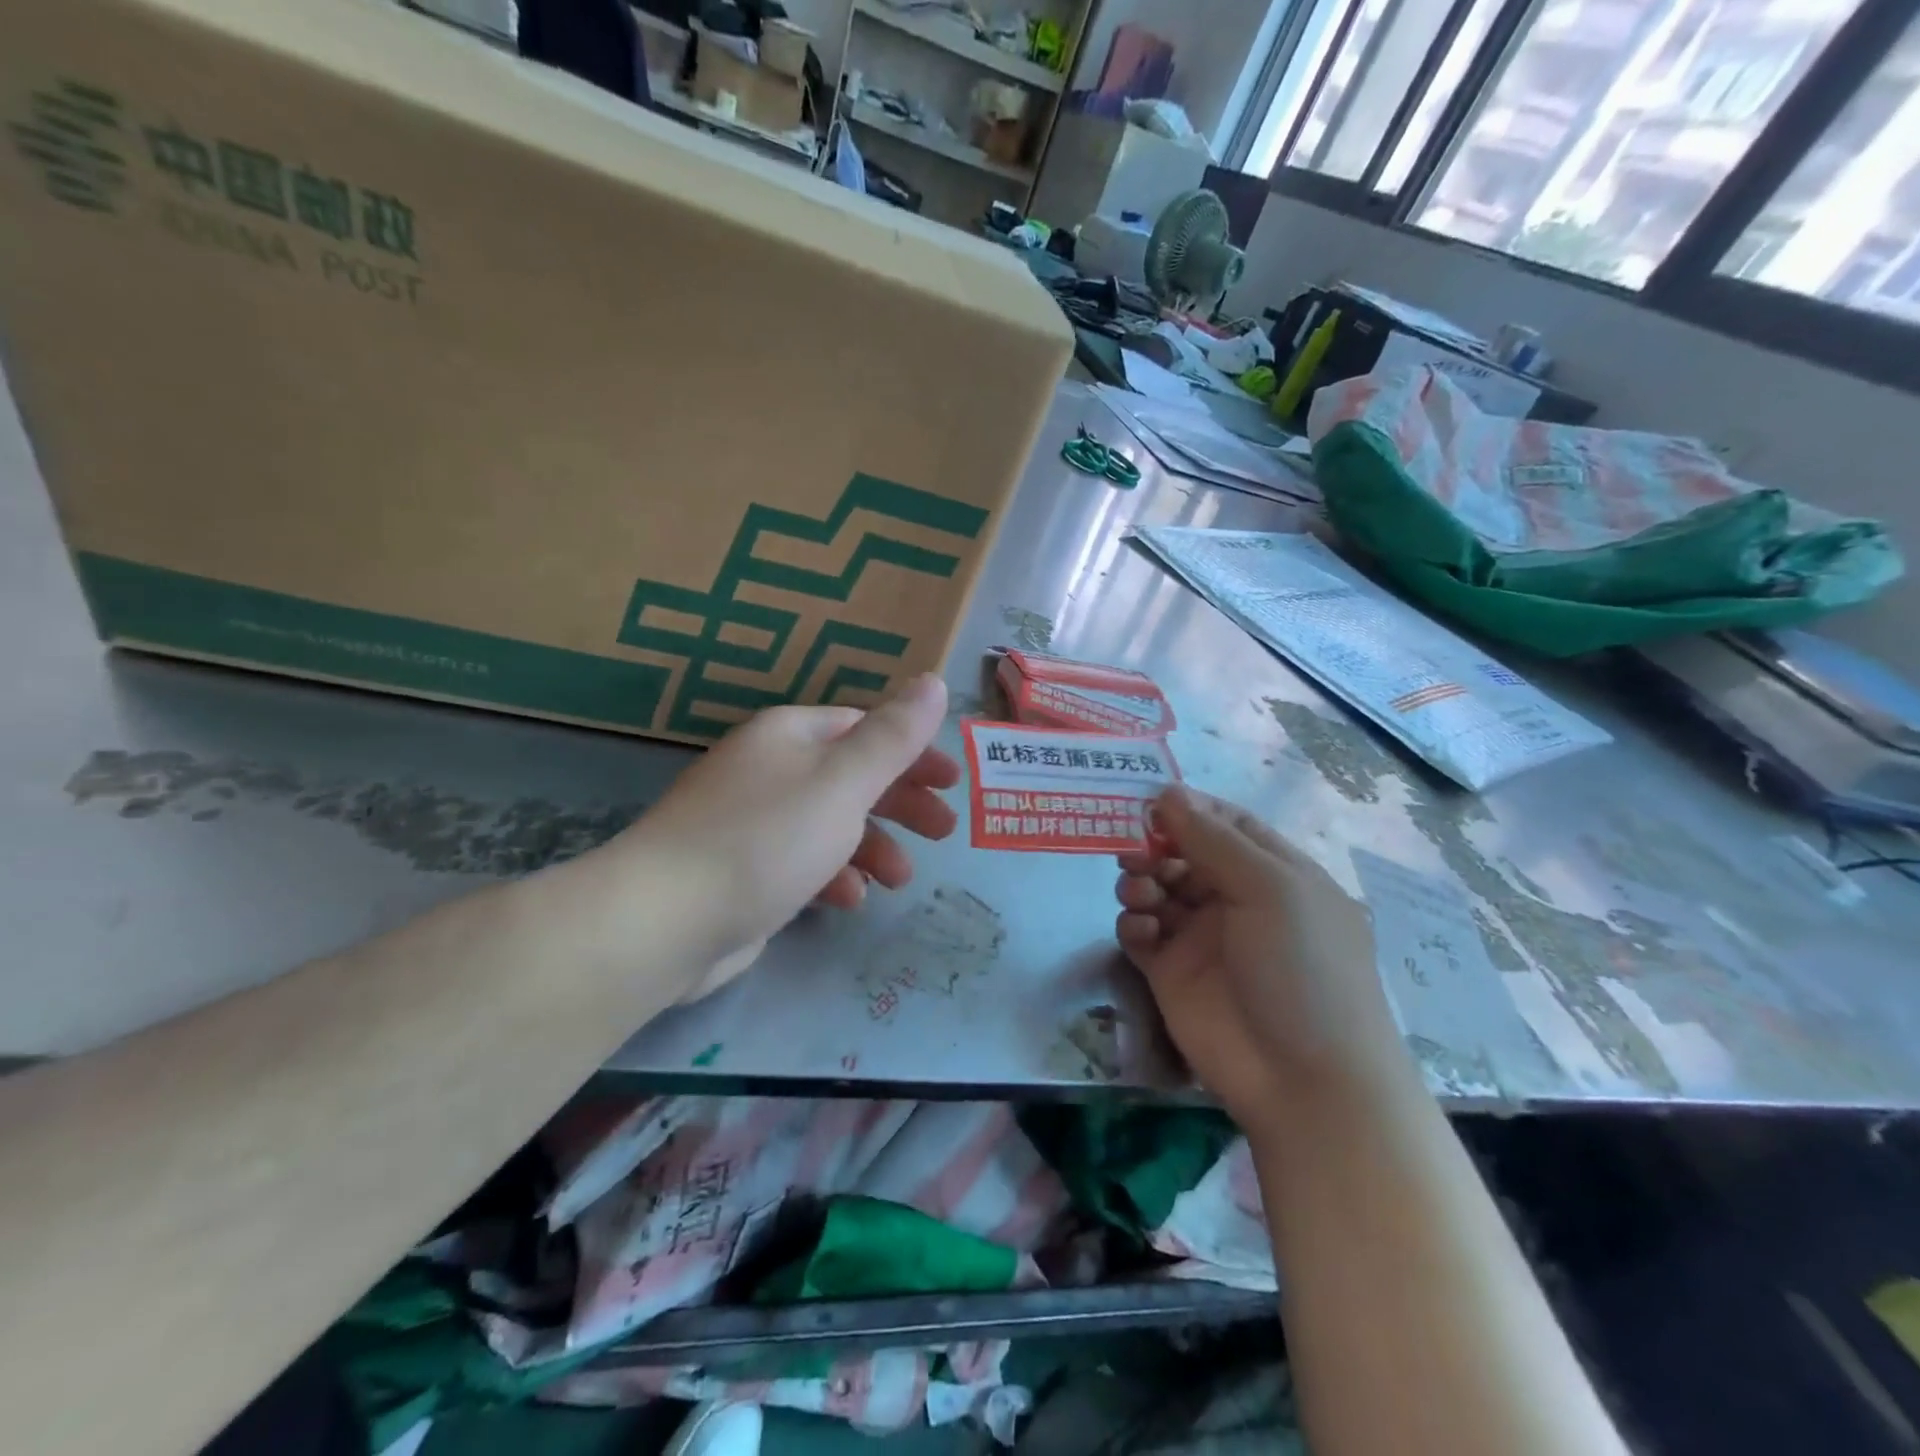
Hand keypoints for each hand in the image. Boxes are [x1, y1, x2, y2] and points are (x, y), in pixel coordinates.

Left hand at [626, 673, 958, 999]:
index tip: (953, 782)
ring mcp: (753, 822)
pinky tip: (849, 900)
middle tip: (944, 831)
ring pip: (830, 824)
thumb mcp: (843, 782)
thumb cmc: (766, 839)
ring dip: (872, 846)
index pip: (866, 729)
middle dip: (901, 803)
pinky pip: (802, 863)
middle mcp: (770, 769)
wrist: (662, 920)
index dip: (914, 752)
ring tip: (900, 879)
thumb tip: (932, 681)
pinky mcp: (743, 871)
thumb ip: (893, 736)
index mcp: (792, 735)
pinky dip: (832, 877)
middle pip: (852, 776)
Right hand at [1114, 787, 1403, 1136]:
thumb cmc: (1302, 968)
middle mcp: (1236, 899)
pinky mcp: (1172, 973)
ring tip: (1140, 895)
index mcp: (1273, 873)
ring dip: (1140, 881)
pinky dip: (1133, 923)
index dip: (1189, 809)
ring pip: (1157, 889)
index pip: (1226, 824)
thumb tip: (1167, 791)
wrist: (1305, 1081)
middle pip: (1182, 854)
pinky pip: (1140, 933)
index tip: (1149, 801)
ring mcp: (1202, 938)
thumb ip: (1213, 837)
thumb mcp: (1270, 888)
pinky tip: (1141, 931)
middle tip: (1134, 852)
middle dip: (1155, 846)